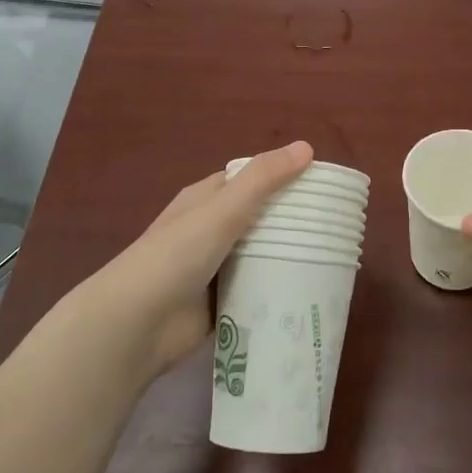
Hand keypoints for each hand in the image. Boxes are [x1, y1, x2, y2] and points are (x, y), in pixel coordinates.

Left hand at [83, 141, 313, 381]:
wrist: (134, 325)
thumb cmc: (176, 255)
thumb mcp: (222, 210)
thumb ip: (263, 179)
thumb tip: (307, 147)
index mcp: (205, 200)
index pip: (250, 180)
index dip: (283, 177)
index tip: (322, 185)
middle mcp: (210, 230)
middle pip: (259, 219)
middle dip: (291, 222)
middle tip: (336, 227)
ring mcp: (214, 268)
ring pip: (260, 256)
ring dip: (286, 258)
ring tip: (332, 261)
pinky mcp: (220, 303)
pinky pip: (255, 291)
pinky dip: (275, 291)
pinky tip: (308, 293)